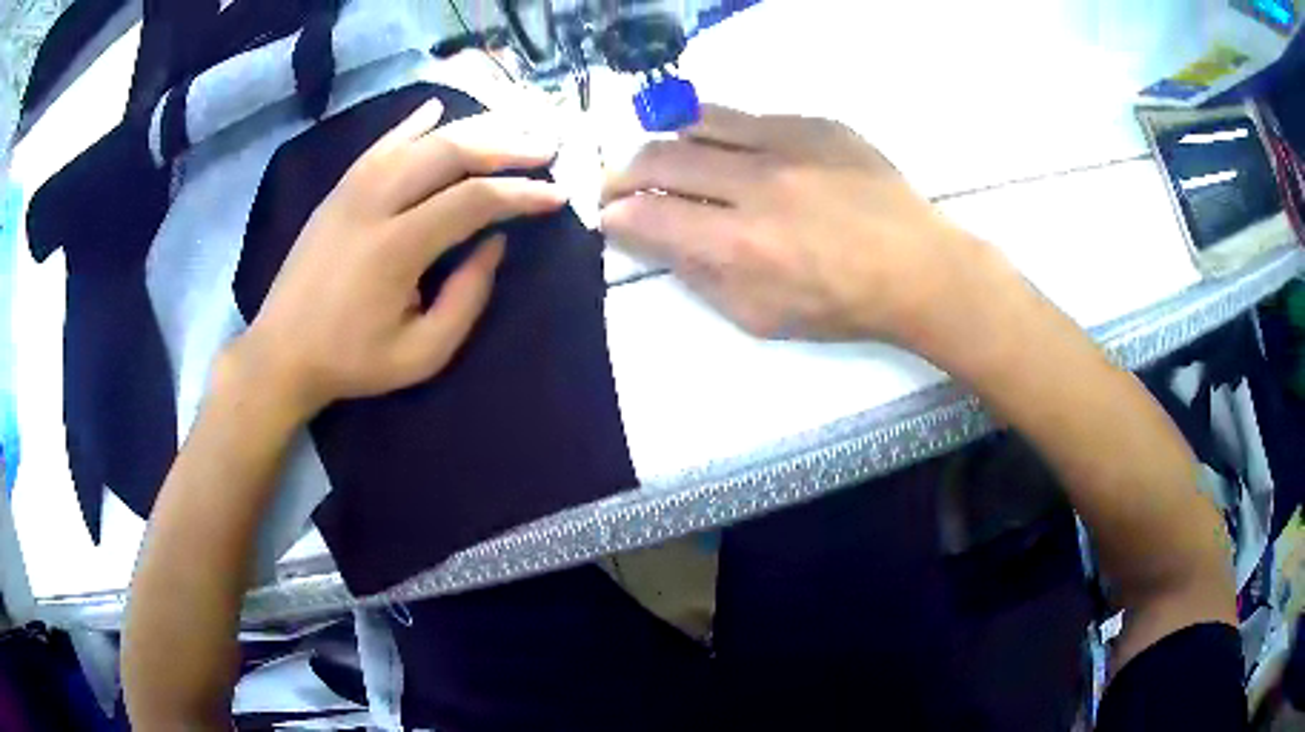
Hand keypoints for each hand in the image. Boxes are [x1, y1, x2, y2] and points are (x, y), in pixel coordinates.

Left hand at [228, 99, 566, 417]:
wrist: (281, 352)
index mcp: (396, 248)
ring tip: (510, 130)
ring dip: (471, 130)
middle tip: (545, 149)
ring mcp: (352, 189)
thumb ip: (467, 298)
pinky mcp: (339, 190)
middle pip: (450, 153)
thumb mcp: (422, 354)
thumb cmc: (352, 361)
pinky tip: (437, 110)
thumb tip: (496, 243)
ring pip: (420, 140)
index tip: (556, 195)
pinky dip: (413, 124)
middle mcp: (375, 203)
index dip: (522, 194)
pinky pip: (382, 144)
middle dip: (506, 146)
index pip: (474, 200)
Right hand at [600, 105, 1016, 353]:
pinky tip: (730, 149)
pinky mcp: (815, 124)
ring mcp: (787, 143)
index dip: (616, 214)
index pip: (649, 215)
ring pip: (699, 122)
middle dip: (625, 172)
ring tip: (666, 155)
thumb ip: (699, 275)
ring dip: (667, 139)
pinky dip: (723, 132)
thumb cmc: (840, 305)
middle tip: (620, 183)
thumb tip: (653, 237)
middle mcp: (755, 183)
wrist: (917, 268)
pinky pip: (749, 116)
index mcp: (740, 244)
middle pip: (662, 158)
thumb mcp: (760, 315)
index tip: (608, 215)